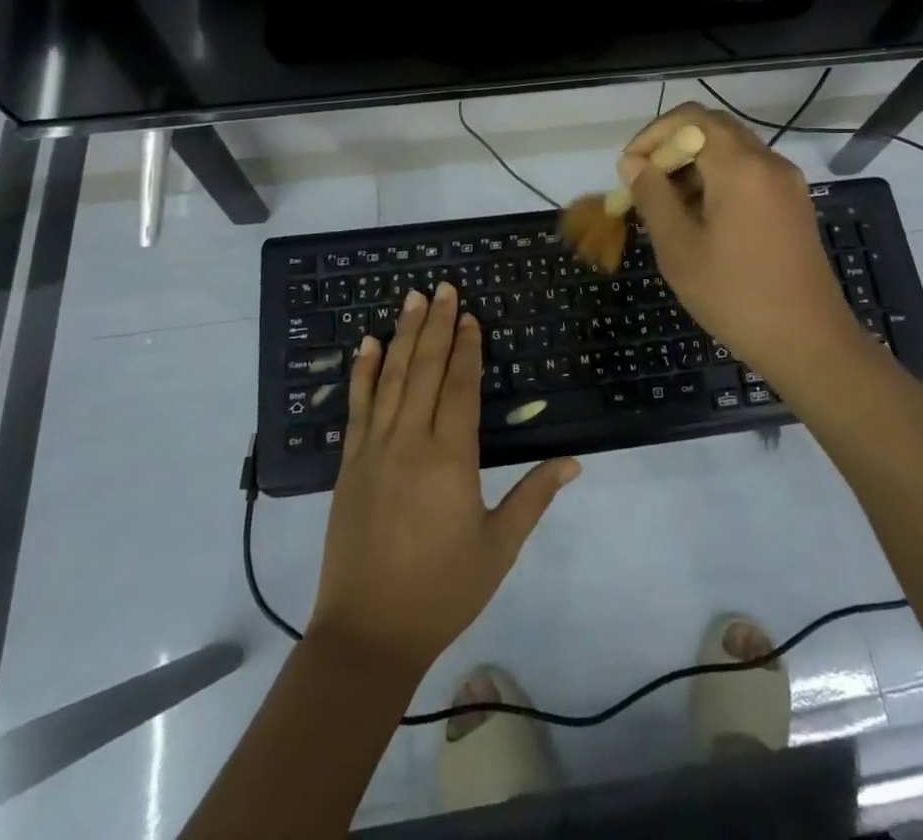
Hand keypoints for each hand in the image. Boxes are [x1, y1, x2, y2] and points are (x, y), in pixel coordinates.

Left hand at [308, 283, 580, 680]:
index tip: (471, 316)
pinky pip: (357, 407)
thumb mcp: (498, 547)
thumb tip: (573, 461)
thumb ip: (533, 497)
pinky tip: (367, 344)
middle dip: (437, 325)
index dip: (468, 349)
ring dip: (403, 335)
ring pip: (390, 378)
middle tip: (443, 287)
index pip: (461, 387)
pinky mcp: (349, 464)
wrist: (368, 634)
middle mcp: (410, 442)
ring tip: (412, 298)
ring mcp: (373, 450)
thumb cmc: (442, 590)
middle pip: (425, 370)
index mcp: (450, 459)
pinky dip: (362, 372)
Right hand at [618, 103, 871, 377]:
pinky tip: (698, 219)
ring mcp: (786, 183)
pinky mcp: (793, 205)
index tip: (630, 170)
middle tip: (644, 185)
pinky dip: (717, 181)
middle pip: (713, 129)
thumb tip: (633, 163)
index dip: (653, 135)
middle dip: (672, 148)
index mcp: (741, 166)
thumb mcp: (679, 247)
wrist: (809, 342)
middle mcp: (768, 162)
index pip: (691, 119)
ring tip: (665, 207)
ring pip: (731, 152)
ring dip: (693, 166)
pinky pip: (748, 174)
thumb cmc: (735, 295)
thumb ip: (652, 196)